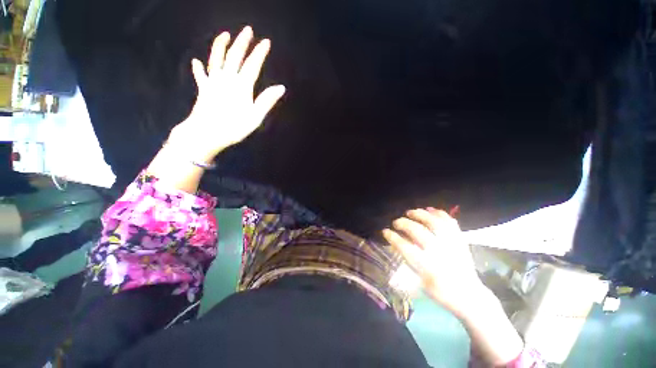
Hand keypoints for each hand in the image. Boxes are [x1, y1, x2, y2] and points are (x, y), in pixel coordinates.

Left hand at [168, 26, 285, 159]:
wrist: (207, 133)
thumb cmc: (234, 126)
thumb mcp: (256, 116)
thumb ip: (267, 100)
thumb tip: (281, 87)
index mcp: (242, 86)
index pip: (253, 65)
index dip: (260, 53)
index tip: (266, 41)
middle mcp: (227, 78)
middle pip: (235, 56)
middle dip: (242, 42)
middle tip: (247, 30)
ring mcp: (213, 82)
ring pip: (217, 59)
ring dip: (220, 45)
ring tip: (225, 34)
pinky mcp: (203, 89)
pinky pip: (200, 75)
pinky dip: (198, 68)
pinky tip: (197, 61)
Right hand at [382, 208, 486, 316]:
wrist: (469, 295)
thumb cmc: (441, 292)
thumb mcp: (420, 283)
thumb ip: (408, 263)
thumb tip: (396, 245)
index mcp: (428, 267)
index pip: (405, 248)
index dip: (393, 237)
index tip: (385, 231)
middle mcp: (439, 252)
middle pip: (418, 231)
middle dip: (403, 223)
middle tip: (396, 222)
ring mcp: (451, 244)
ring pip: (434, 222)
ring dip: (420, 214)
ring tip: (410, 212)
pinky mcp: (460, 240)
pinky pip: (449, 221)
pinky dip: (439, 213)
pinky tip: (429, 210)